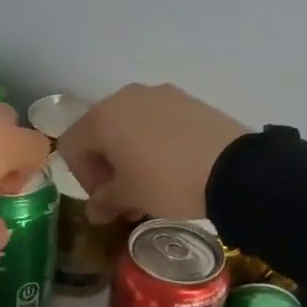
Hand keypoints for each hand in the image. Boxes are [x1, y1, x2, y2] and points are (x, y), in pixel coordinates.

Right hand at [58, 83, 250, 222]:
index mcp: (101, 117)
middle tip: (124, 196)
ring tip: (149, 184)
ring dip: (130, 155)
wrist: (234, 168)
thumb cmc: (166, 181)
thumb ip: (105, 201)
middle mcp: (125, 98)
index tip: (105, 201)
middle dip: (106, 167)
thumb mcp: (130, 196)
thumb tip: (95, 211)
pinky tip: (172, 167)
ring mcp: (158, 95)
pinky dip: (154, 143)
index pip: (72, 147)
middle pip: (100, 133)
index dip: (83, 178)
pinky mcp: (187, 100)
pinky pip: (157, 121)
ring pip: (130, 126)